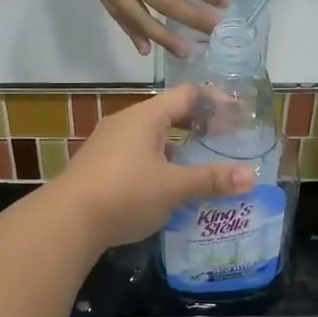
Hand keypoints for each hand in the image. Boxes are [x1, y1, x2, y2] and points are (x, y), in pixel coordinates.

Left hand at [53, 84, 254, 248]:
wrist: (66, 222)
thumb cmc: (124, 193)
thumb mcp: (173, 187)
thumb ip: (211, 180)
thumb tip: (251, 177)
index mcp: (145, 117)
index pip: (187, 95)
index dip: (214, 101)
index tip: (238, 115)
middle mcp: (126, 123)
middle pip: (169, 114)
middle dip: (198, 126)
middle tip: (226, 140)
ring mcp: (109, 144)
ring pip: (153, 138)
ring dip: (178, 148)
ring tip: (203, 165)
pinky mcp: (100, 166)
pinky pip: (139, 156)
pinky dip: (160, 164)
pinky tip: (170, 187)